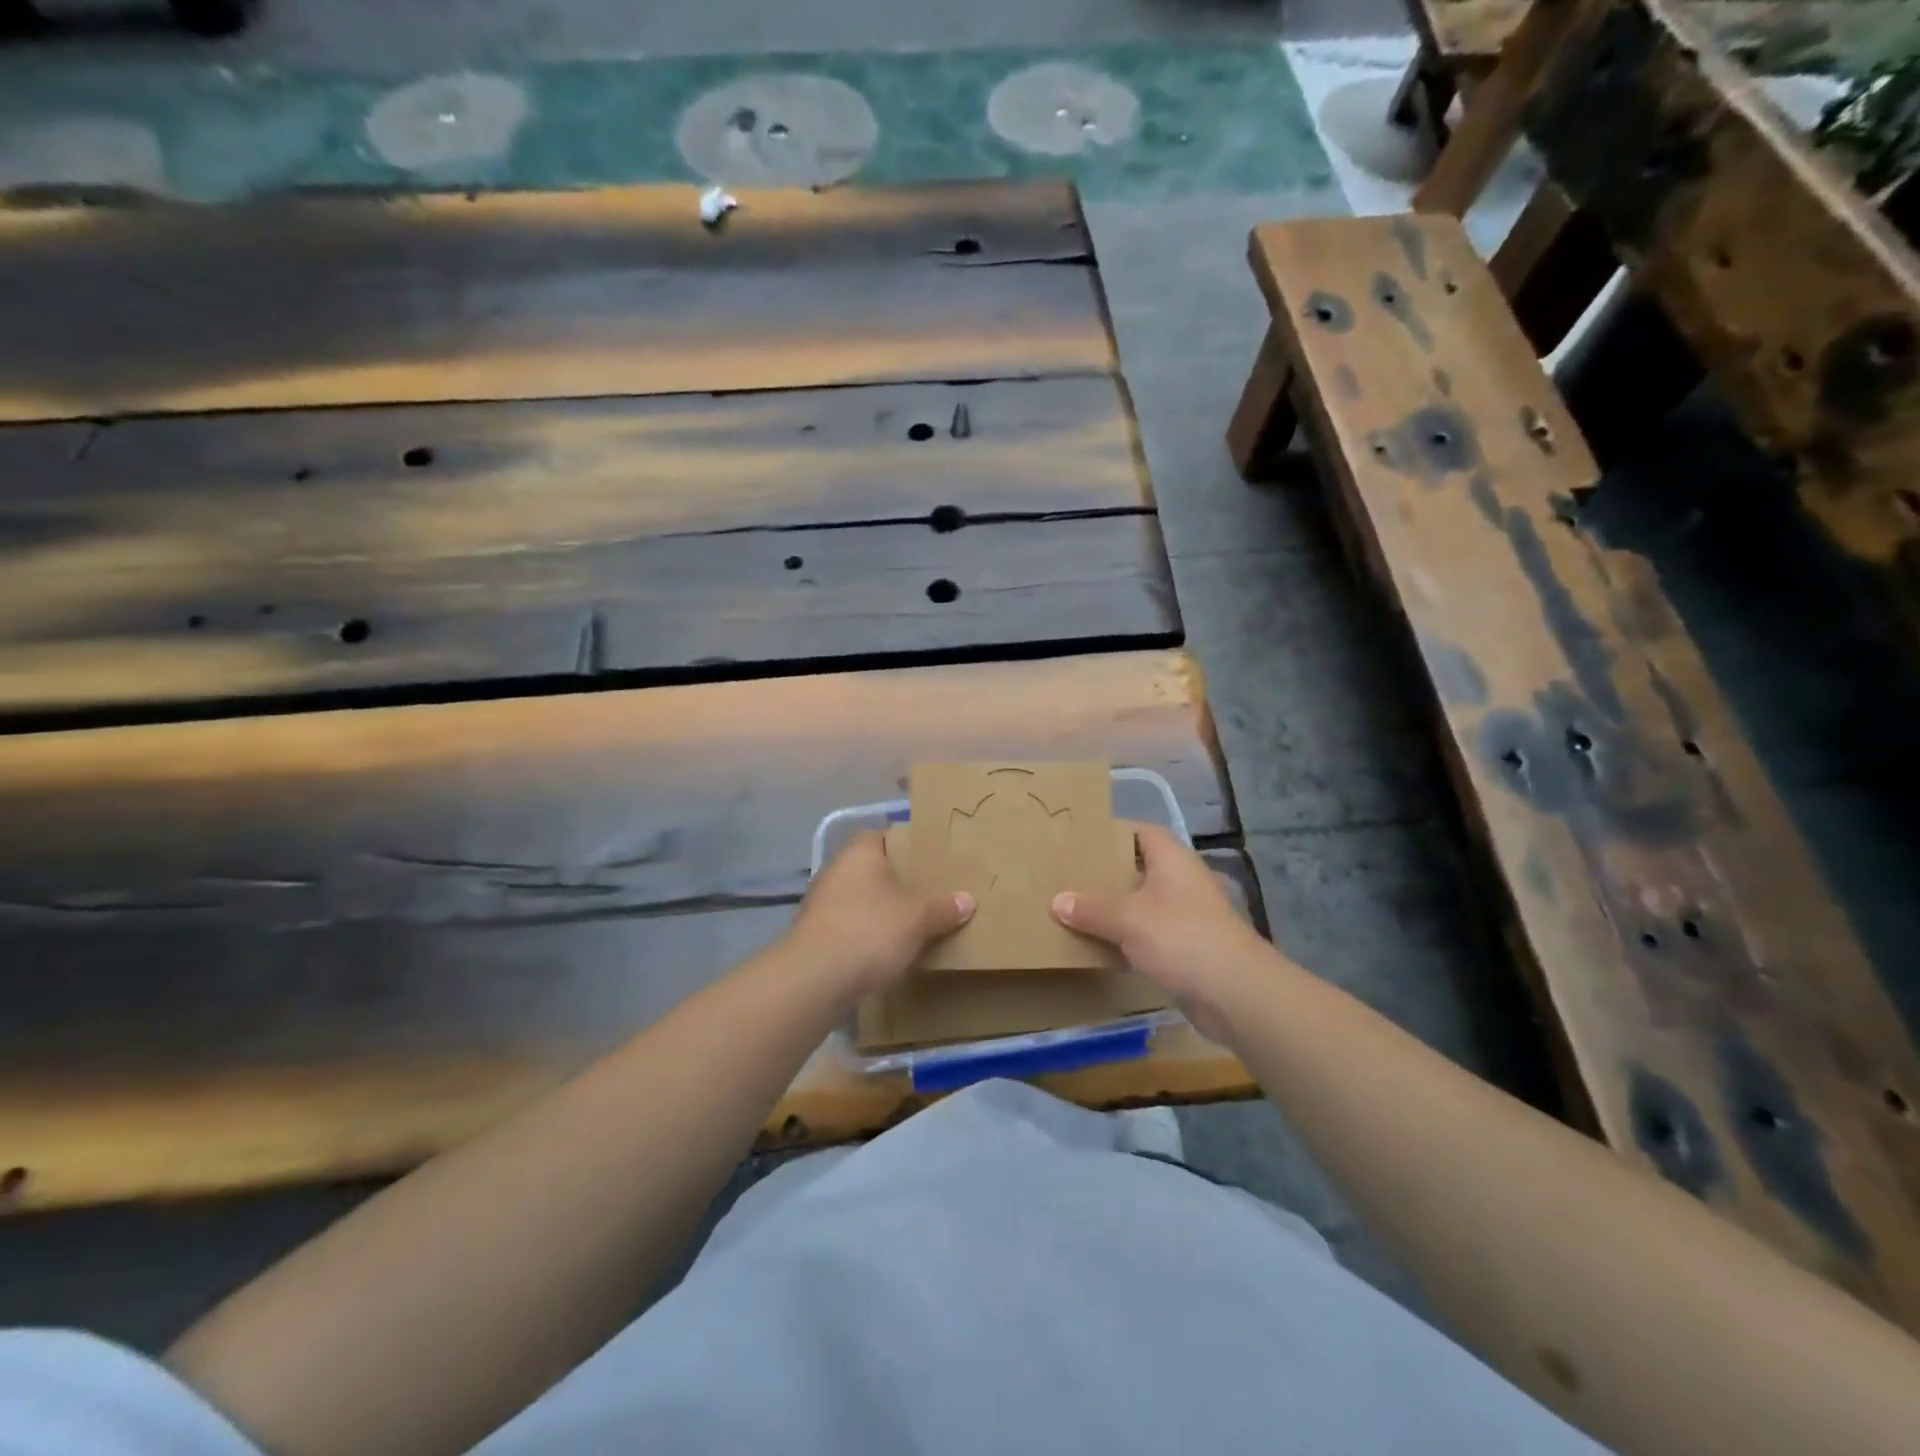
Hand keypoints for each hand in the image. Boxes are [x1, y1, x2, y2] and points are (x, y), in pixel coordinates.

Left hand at [787, 831, 974, 997]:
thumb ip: (943, 909)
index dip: (904, 845)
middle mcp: (835, 869)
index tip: (926, 859)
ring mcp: (819, 902)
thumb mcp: (917, 920)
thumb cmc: (869, 931)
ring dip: (876, 909)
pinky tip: (880, 949)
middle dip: (893, 881)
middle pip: (869, 868)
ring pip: (856, 897)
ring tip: (907, 923)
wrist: (814, 979)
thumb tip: (968, 900)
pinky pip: (845, 925)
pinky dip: (861, 933)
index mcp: (859, 853)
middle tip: (924, 892)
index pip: (882, 836)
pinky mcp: (812, 934)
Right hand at [1051, 822, 1278, 1042]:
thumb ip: (1091, 909)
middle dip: (1106, 873)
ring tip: (1074, 909)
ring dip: (1115, 909)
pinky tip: (1098, 945)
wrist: (1236, 995)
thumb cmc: (1182, 939)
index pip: (1141, 831)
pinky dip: (1126, 938)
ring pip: (1143, 904)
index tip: (1079, 840)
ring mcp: (1187, 916)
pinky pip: (1149, 934)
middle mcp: (1181, 881)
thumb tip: (1057, 901)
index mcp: (1172, 860)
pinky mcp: (1187, 948)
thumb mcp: (1128, 920)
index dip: (1113, 832)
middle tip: (1068, 876)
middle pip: (1139, 868)